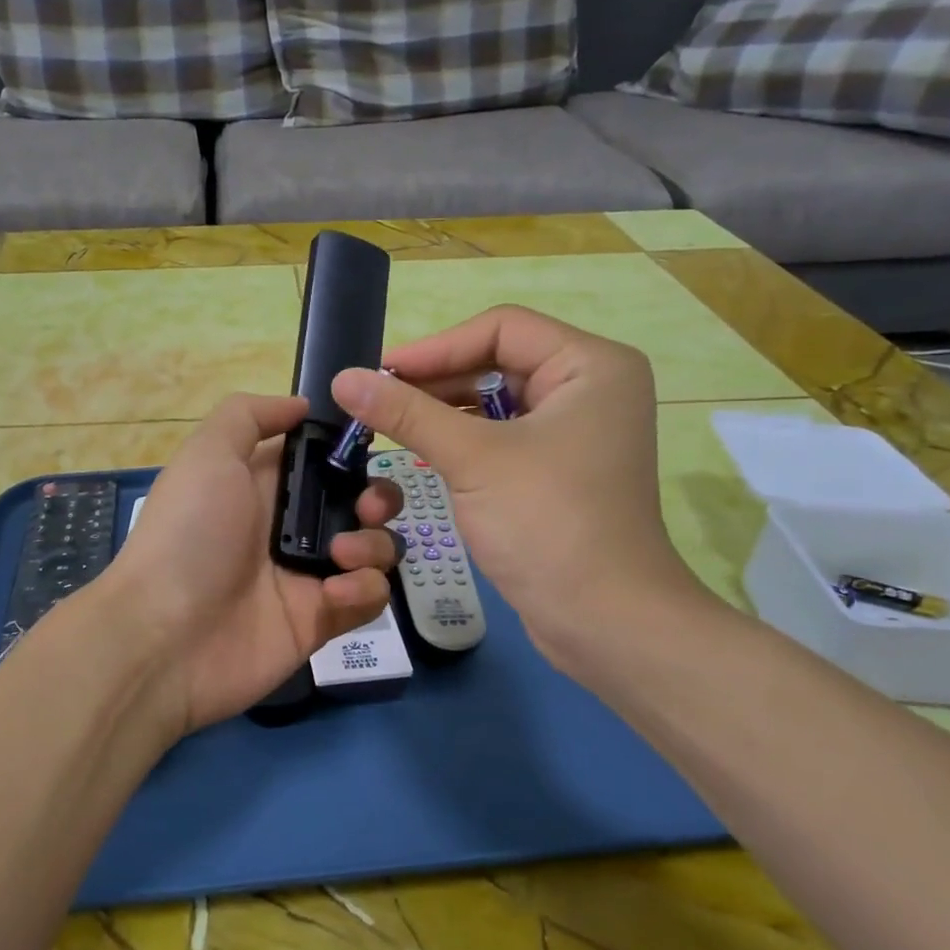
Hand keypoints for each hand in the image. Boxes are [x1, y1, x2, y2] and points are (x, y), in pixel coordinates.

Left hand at [104, 393, 402, 738]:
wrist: (166, 635)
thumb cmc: (188, 533)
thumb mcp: (207, 454)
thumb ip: (249, 416)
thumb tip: (301, 405)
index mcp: (267, 485)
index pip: (325, 460)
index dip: (351, 451)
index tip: (369, 447)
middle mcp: (292, 527)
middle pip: (361, 503)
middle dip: (378, 498)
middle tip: (367, 508)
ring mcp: (309, 575)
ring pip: (374, 549)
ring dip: (373, 545)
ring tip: (341, 555)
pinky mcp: (322, 619)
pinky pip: (368, 597)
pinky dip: (362, 590)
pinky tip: (331, 594)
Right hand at [330, 306, 709, 673]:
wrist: (605, 622)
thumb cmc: (548, 524)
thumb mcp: (472, 459)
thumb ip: (407, 413)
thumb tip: (344, 379)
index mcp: (590, 365)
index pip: (501, 328)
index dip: (436, 347)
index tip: (380, 373)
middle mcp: (590, 387)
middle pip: (497, 362)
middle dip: (436, 382)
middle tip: (376, 402)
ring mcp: (577, 430)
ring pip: (496, 402)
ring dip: (444, 412)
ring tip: (389, 426)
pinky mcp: (560, 468)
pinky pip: (503, 436)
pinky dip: (463, 440)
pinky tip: (424, 452)